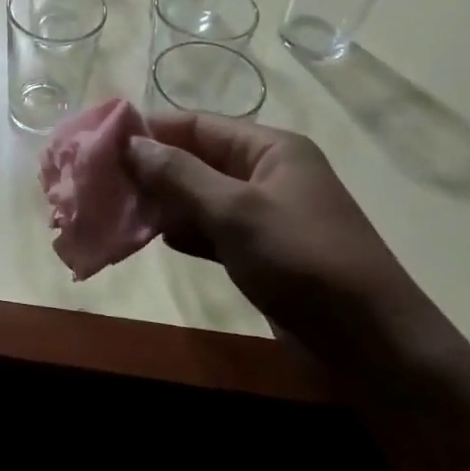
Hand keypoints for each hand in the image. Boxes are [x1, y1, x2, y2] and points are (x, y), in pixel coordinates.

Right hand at [126, 116, 434, 362]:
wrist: (371, 346)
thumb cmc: (302, 260)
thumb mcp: (235, 211)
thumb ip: (179, 175)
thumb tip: (131, 142)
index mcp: (270, 149)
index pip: (198, 124)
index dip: (150, 129)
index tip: (101, 141)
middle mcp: (266, 174)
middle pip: (196, 159)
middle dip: (150, 168)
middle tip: (99, 180)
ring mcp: (263, 215)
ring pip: (199, 197)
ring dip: (162, 202)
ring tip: (114, 208)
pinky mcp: (259, 253)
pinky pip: (210, 230)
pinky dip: (183, 232)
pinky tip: (152, 239)